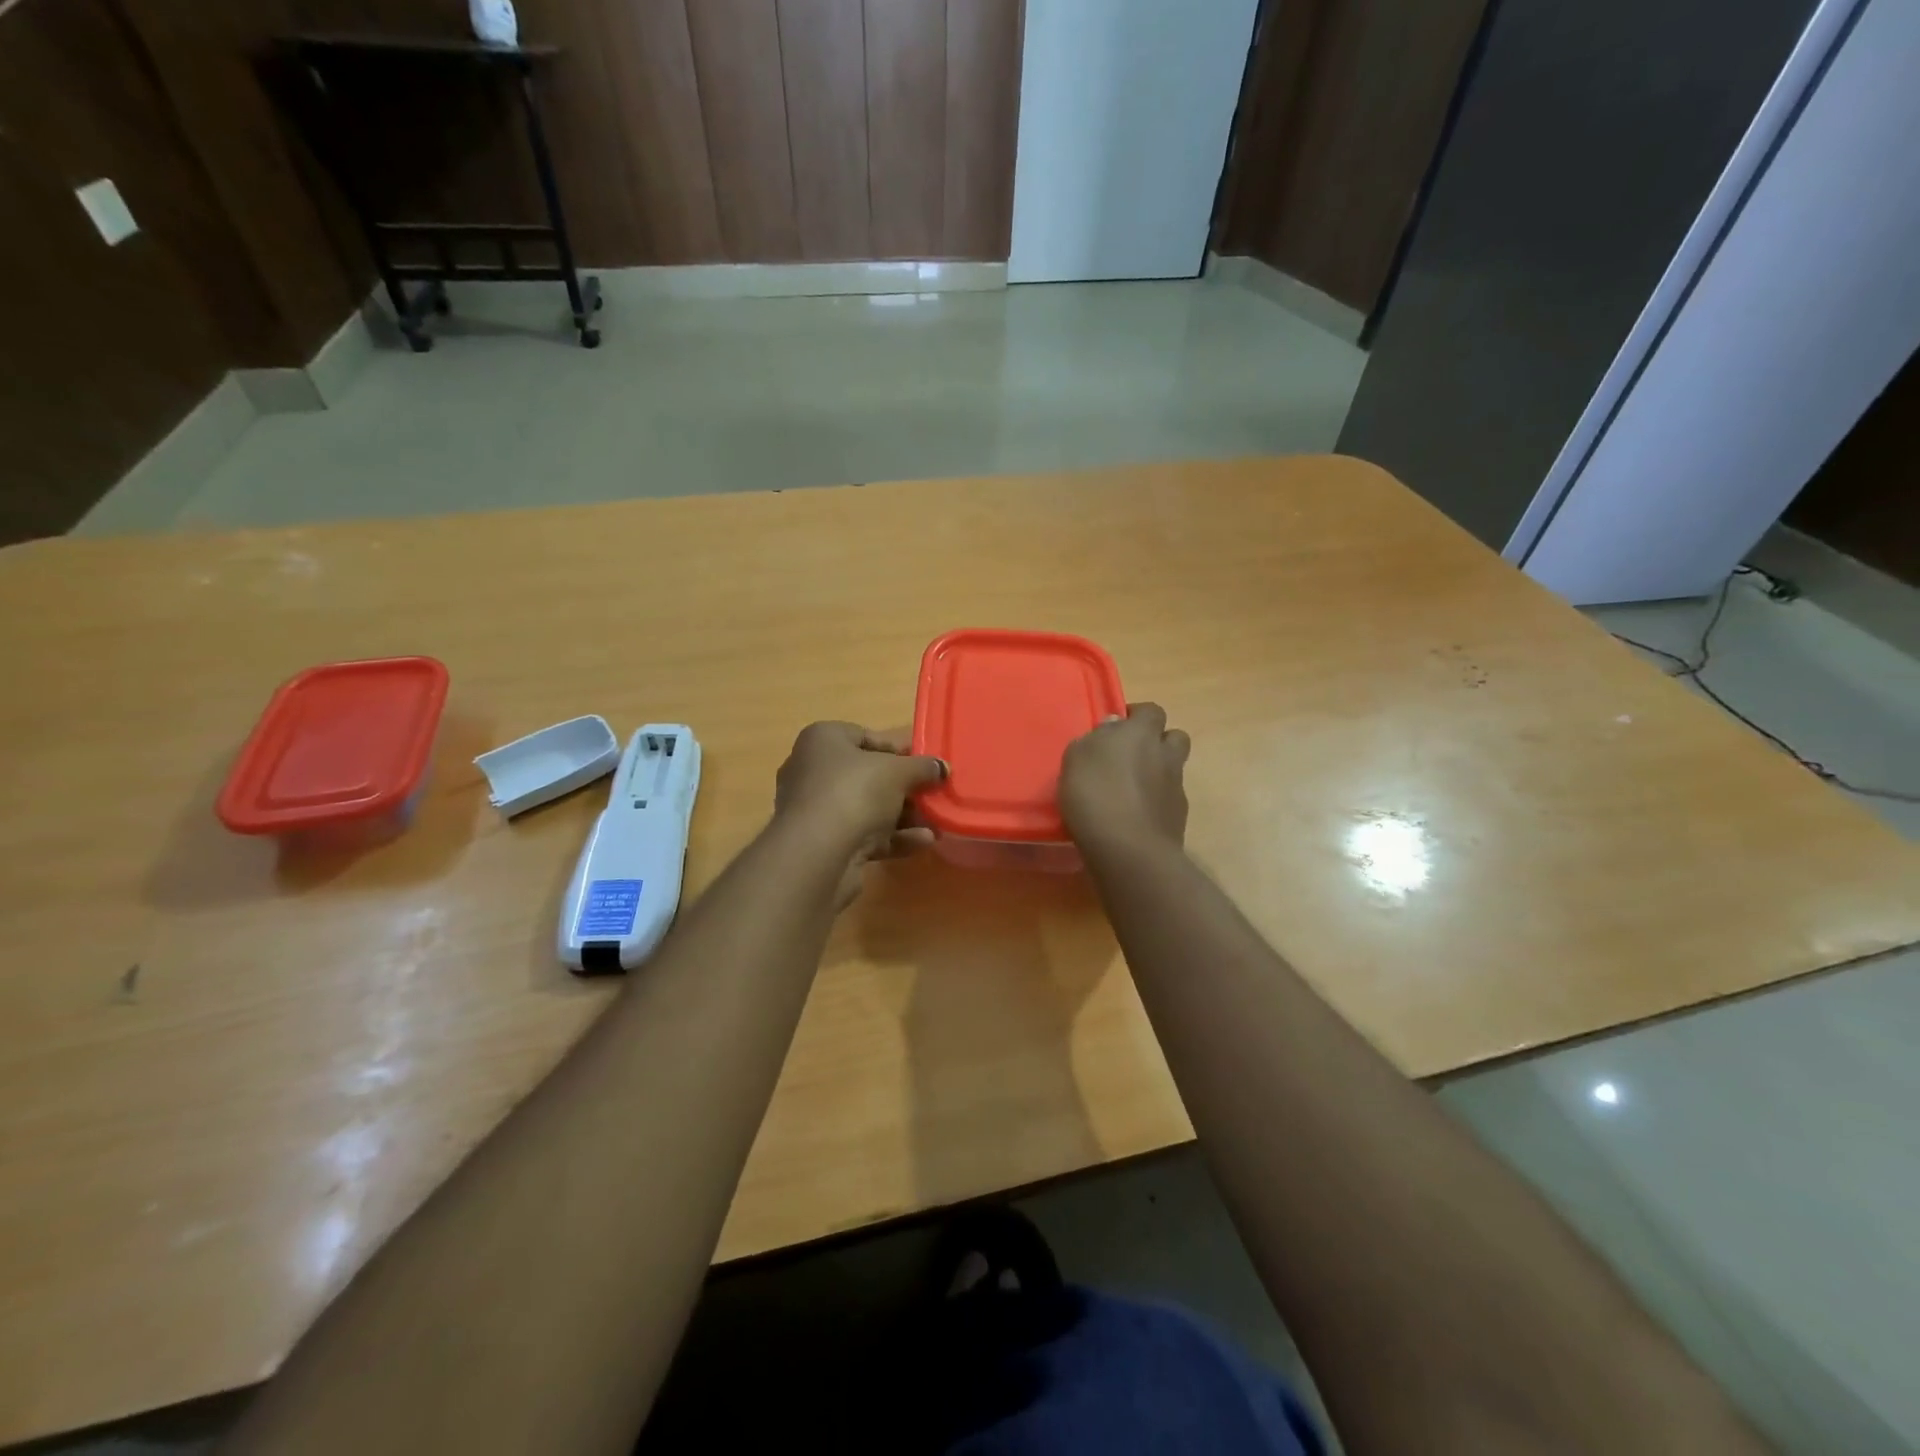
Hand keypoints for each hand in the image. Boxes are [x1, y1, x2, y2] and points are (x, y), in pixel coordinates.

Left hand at [773, 722, 945, 906]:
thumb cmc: (855, 791)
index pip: (865, 737)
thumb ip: (923, 767)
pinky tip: (924, 842)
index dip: (899, 750)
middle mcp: (812, 771)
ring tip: (937, 822)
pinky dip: (893, 838)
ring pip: (867, 808)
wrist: (818, 853)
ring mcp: (816, 810)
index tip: (926, 764)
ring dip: (904, 816)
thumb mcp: (898, 771)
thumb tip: (942, 767)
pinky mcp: (823, 844)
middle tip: (933, 794)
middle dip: (904, 788)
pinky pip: (864, 835)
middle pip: (868, 776)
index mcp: (822, 740)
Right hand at [1059, 703, 1190, 851]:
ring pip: (1173, 769)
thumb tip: (1113, 727)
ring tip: (1130, 789)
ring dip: (1157, 773)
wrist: (1128, 849)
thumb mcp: (1076, 758)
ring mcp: (1175, 787)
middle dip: (1157, 742)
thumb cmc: (1095, 794)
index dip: (1137, 716)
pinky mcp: (1178, 817)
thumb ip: (1095, 739)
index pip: (1151, 710)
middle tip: (1130, 756)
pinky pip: (1168, 800)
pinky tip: (1133, 816)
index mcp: (1141, 733)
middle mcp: (1165, 755)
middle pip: (1174, 737)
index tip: (1117, 728)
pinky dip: (1155, 803)